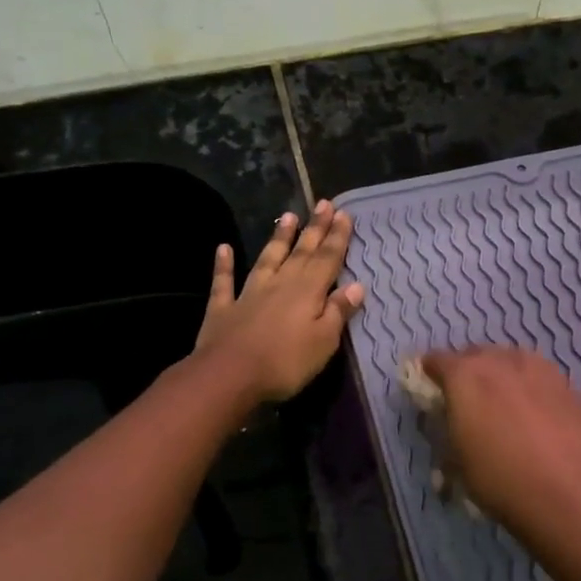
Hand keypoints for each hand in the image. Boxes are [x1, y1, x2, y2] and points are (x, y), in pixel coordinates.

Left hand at [196, 200, 364, 403]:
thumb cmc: (285, 363)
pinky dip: (224, 264)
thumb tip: (356, 286)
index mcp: (307, 292)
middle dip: (314, 229)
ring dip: (278, 238)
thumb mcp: (323, 341)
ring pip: (267, 259)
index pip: (327, 260)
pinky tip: (224, 248)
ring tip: (289, 216)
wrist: (229, 375)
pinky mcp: (223, 308)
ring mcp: (249, 293)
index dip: (337, 237)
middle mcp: (280, 284)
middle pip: (301, 253)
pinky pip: (224, 281)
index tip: (344, 214)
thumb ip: (338, 312)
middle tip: (324, 204)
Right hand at [420, 347, 580, 550]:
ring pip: (512, 360)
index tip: (430, 388)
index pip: (437, 360)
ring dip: (502, 374)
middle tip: (466, 397)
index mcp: (466, 376)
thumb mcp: (459, 464)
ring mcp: (541, 370)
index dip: (430, 372)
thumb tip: (452, 423)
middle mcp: (502, 362)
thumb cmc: (503, 483)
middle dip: (467, 370)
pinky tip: (536, 413)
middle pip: (477, 354)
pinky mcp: (570, 386)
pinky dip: (531, 388)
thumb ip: (449, 432)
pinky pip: (540, 377)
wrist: (574, 498)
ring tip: (503, 402)